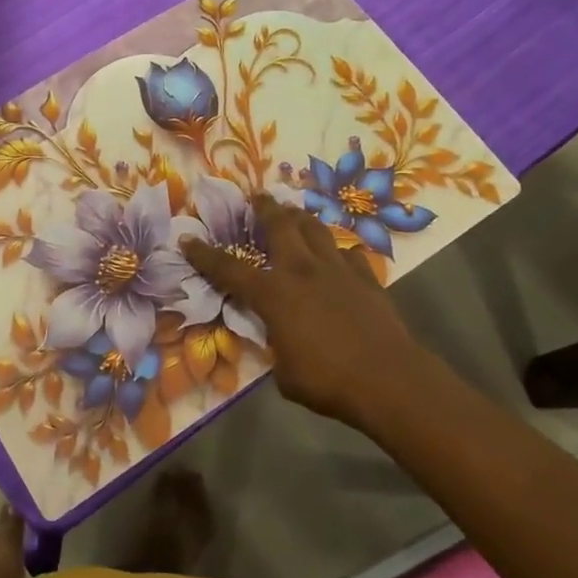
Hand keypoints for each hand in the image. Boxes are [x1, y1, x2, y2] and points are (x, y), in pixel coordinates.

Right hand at [182, 196, 424, 426]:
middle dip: (264, 208)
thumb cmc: (328, 381)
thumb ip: (275, 346)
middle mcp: (302, 271)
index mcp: (273, 294)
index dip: (205, 254)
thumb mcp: (284, 372)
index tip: (187, 239)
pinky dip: (339, 250)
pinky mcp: (367, 278)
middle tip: (256, 196)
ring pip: (315, 229)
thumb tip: (278, 338)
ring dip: (300, 218)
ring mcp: (337, 270)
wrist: (390, 381)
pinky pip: (349, 253)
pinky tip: (338, 255)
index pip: (229, 269)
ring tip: (293, 213)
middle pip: (279, 226)